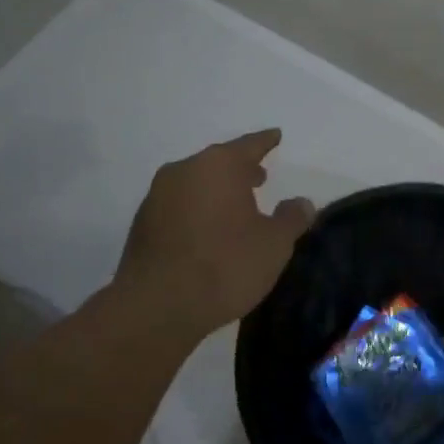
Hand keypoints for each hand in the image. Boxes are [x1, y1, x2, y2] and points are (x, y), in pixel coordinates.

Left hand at [113, 130, 314, 337]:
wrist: (156, 307)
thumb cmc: (225, 266)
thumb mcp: (274, 244)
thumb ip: (292, 218)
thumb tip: (301, 202)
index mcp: (218, 165)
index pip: (249, 145)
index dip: (266, 142)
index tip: (276, 136)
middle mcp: (184, 171)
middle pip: (218, 163)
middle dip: (240, 169)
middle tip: (259, 177)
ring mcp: (157, 197)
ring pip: (195, 184)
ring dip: (216, 191)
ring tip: (236, 208)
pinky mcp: (142, 225)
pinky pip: (178, 206)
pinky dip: (197, 211)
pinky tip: (208, 232)